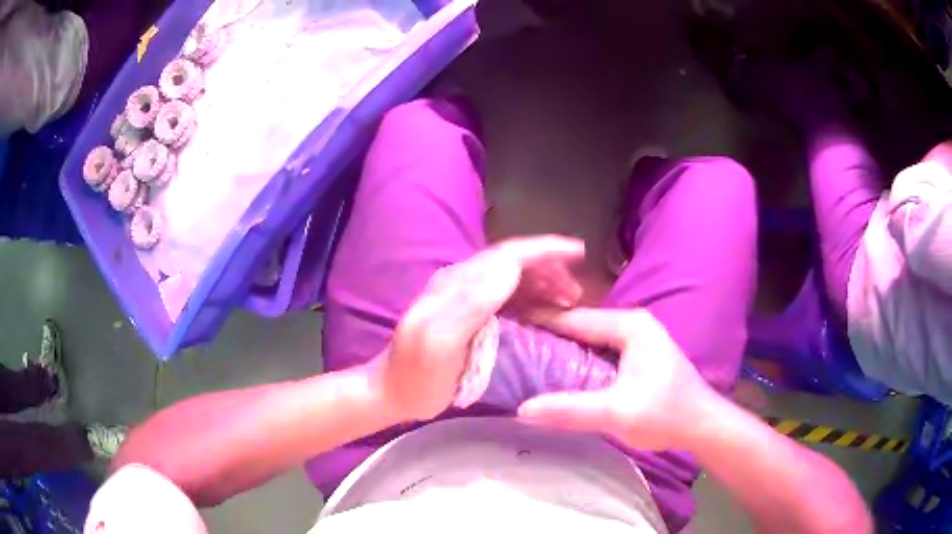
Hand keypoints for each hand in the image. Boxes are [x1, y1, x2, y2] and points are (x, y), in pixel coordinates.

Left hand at [375, 235, 584, 421]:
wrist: (392, 392)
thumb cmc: (417, 377)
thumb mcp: (439, 343)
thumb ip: (470, 303)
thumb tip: (509, 268)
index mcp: (457, 284)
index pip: (508, 255)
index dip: (544, 250)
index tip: (578, 252)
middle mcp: (461, 281)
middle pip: (513, 262)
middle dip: (549, 268)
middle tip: (575, 292)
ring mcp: (462, 296)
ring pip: (511, 277)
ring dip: (542, 282)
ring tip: (567, 301)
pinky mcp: (466, 313)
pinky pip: (505, 295)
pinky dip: (530, 297)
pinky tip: (543, 311)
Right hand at [518, 308, 719, 449]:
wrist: (701, 425)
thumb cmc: (666, 414)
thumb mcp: (618, 413)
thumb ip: (571, 410)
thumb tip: (522, 409)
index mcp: (630, 325)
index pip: (574, 319)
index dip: (539, 322)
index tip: (506, 328)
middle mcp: (632, 324)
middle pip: (579, 327)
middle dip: (546, 337)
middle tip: (510, 348)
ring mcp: (635, 339)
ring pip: (587, 341)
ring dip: (560, 351)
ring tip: (524, 360)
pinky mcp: (635, 357)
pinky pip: (596, 353)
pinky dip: (576, 362)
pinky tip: (555, 375)